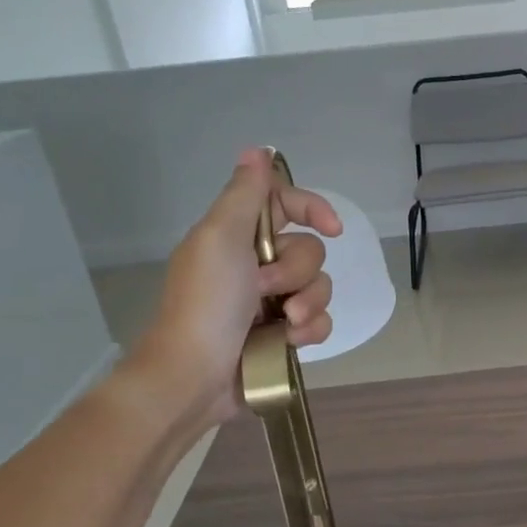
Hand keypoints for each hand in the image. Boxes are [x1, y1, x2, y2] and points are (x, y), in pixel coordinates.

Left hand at [125, 148, 341, 433]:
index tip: (332, 227)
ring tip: (285, 324)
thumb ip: (245, 195)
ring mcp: (273, 302)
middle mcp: (258, 264)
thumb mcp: (220, 238)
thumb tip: (258, 150)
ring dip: (308, 304)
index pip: (287, 204)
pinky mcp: (285, 335)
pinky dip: (311, 330)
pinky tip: (291, 342)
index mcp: (239, 236)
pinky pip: (320, 321)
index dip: (313, 209)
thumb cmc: (206, 303)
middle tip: (267, 289)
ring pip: (321, 286)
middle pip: (310, 249)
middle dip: (297, 271)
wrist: (195, 375)